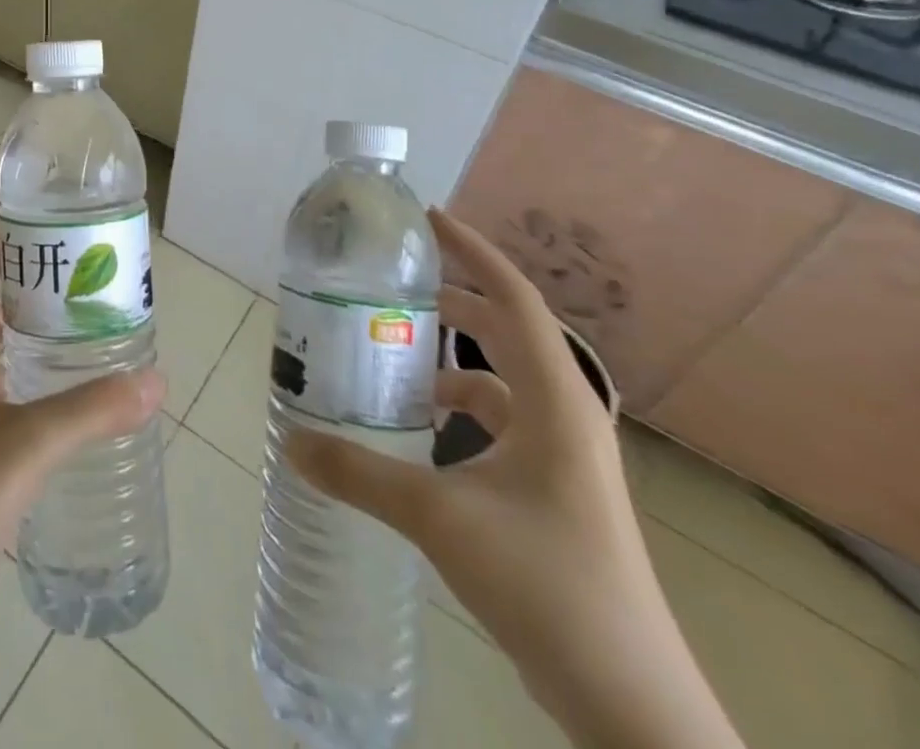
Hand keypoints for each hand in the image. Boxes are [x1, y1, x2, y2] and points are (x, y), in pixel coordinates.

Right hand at [286, 208, 743, 748]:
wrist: (628, 702)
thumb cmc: (546, 584)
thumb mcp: (440, 518)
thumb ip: (360, 473)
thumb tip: (291, 440)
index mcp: (555, 401)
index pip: (514, 298)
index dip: (473, 250)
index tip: (427, 219)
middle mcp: (566, 415)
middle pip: (507, 330)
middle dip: (453, 300)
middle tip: (394, 285)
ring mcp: (565, 456)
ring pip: (501, 380)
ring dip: (450, 360)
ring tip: (393, 357)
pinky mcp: (555, 490)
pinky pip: (501, 422)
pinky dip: (460, 410)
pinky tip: (420, 431)